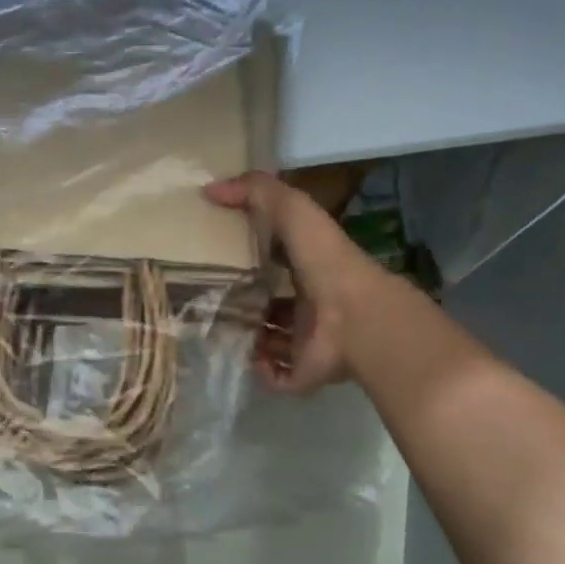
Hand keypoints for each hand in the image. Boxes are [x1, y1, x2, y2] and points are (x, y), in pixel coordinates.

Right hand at [204, 172, 384, 393]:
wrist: (354, 319)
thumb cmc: (325, 261)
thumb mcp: (292, 210)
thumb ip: (257, 192)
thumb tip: (210, 188)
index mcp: (311, 266)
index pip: (281, 259)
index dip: (256, 255)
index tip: (222, 253)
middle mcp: (311, 303)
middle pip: (275, 302)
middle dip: (247, 300)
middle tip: (210, 296)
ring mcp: (309, 341)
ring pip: (275, 339)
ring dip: (250, 335)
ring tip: (216, 327)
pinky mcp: (304, 372)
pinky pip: (277, 375)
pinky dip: (260, 368)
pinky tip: (242, 355)